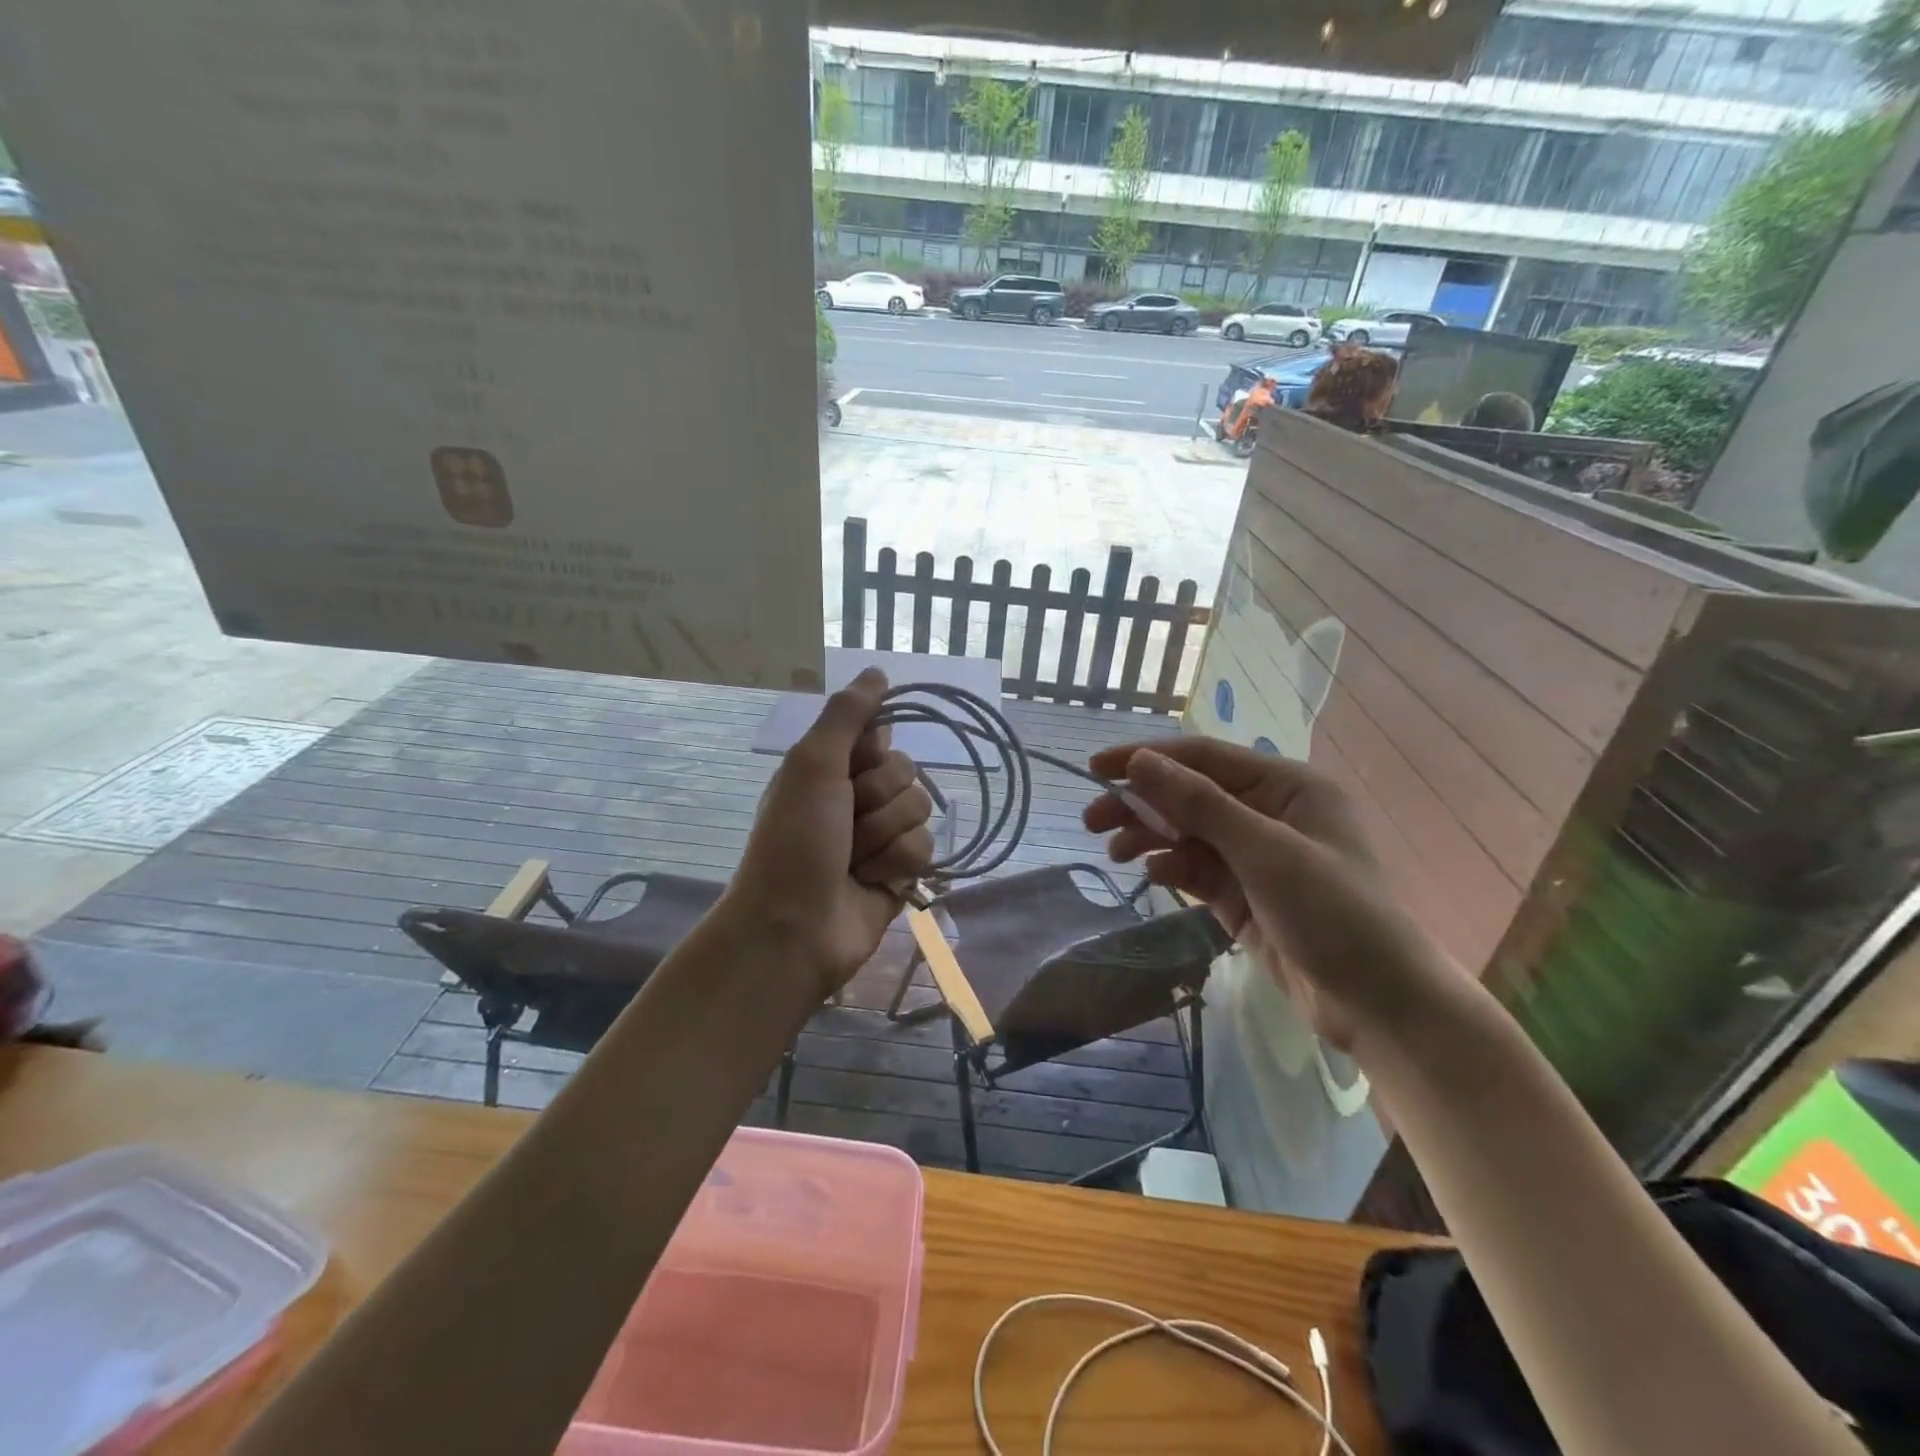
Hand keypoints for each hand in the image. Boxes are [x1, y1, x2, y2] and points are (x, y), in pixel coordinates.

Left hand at [727, 668, 933, 999]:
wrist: (794, 927)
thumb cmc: (795, 840)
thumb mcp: (813, 764)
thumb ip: (847, 715)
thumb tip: (877, 671)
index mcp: (831, 767)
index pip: (881, 735)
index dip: (870, 753)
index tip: (850, 769)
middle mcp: (857, 797)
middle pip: (906, 772)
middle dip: (877, 800)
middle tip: (845, 824)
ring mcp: (880, 836)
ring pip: (920, 810)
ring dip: (885, 836)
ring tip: (853, 860)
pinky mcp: (900, 872)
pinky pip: (926, 848)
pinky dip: (897, 864)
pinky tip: (871, 882)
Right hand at [1083, 738, 1464, 1052]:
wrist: (1380, 1004)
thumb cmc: (1334, 913)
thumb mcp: (1266, 852)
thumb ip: (1200, 804)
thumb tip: (1140, 761)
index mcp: (1286, 786)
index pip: (1203, 757)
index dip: (1147, 758)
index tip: (1096, 767)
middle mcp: (1269, 811)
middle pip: (1190, 795)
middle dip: (1142, 803)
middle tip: (1092, 819)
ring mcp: (1255, 855)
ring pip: (1188, 832)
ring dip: (1150, 836)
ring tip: (1113, 851)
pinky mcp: (1243, 893)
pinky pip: (1196, 868)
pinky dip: (1171, 867)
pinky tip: (1151, 875)